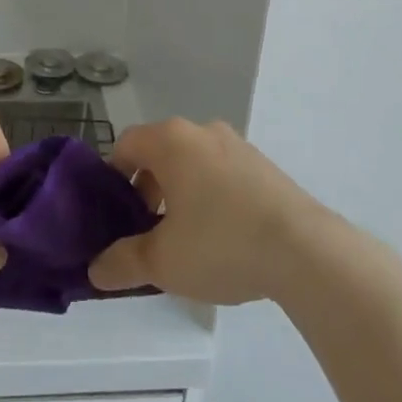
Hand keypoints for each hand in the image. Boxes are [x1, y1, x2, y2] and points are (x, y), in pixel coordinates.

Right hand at [88, 118, 331, 304]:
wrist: (305, 250)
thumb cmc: (221, 243)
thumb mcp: (162, 262)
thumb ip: (123, 262)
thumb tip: (96, 270)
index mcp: (171, 141)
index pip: (126, 144)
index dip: (113, 178)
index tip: (115, 215)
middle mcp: (202, 131)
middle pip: (160, 152)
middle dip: (147, 189)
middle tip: (147, 232)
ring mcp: (238, 145)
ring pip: (193, 163)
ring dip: (180, 193)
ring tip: (185, 240)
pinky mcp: (264, 166)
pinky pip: (222, 173)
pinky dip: (211, 196)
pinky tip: (222, 237)